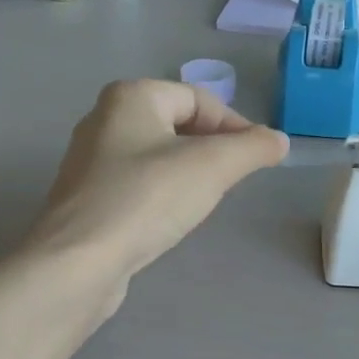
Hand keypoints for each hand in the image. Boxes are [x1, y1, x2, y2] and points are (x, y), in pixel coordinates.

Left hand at [29, 79, 287, 291]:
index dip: (235, 125)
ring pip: (156, 156)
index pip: (198, 99)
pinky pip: (137, 184)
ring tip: (204, 200)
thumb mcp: (212, 167)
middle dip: (211, 149)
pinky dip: (161, 194)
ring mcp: (90, 161)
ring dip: (187, 173)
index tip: (257, 158)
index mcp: (131, 97)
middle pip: (176, 124)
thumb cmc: (147, 199)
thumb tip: (279, 140)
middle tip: (232, 179)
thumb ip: (252, 149)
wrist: (79, 261)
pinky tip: (169, 219)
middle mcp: (104, 119)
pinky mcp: (87, 198)